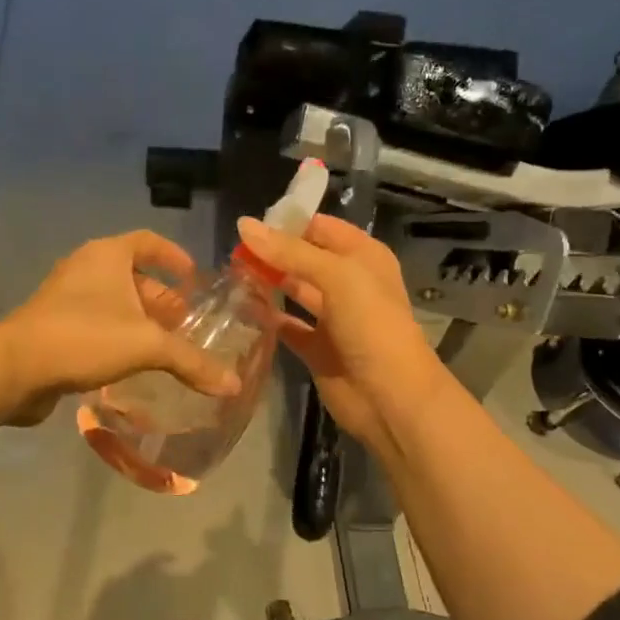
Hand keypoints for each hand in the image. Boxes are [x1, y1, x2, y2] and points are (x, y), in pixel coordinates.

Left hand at [0, 231, 240, 425]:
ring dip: (140, 321)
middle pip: (132, 275)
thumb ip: (192, 362)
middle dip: (161, 299)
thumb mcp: (146, 345)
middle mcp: (85, 268)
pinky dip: (117, 337)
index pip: (147, 241)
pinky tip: (132, 365)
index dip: (173, 256)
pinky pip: (95, 324)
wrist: (14, 369)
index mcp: (107, 255)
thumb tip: (233, 385)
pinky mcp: (53, 327)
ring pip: (113, 303)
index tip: (194, 278)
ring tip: (165, 348)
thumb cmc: (84, 337)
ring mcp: (65, 298)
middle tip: (186, 324)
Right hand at [236, 213, 444, 455]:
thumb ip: (290, 252)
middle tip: (231, 251)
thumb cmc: (372, 325)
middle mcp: (348, 283)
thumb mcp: (337, 276)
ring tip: (229, 274)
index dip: (288, 222)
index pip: (321, 228)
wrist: (390, 397)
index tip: (248, 224)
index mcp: (363, 257)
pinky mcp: (317, 348)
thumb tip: (243, 225)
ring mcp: (332, 317)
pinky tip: (240, 308)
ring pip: (294, 290)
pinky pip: (287, 326)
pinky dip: (267, 318)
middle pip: (304, 258)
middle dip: (272, 252)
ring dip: (267, 282)